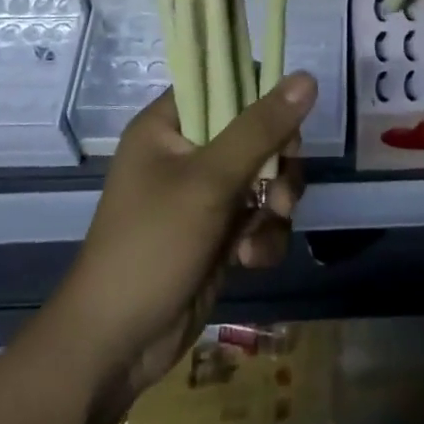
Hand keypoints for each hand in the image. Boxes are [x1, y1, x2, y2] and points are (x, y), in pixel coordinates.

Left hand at [46, 73, 314, 410]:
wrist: (116, 347)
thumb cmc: (152, 247)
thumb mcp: (210, 181)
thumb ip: (260, 128)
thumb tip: (307, 76)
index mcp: (167, 125)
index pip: (223, 81)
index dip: (260, 94)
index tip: (285, 121)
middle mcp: (185, 151)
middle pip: (255, 130)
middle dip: (277, 159)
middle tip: (280, 184)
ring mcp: (203, 194)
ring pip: (264, 174)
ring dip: (276, 200)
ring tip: (269, 224)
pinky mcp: (218, 232)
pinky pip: (259, 216)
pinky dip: (263, 235)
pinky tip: (250, 259)